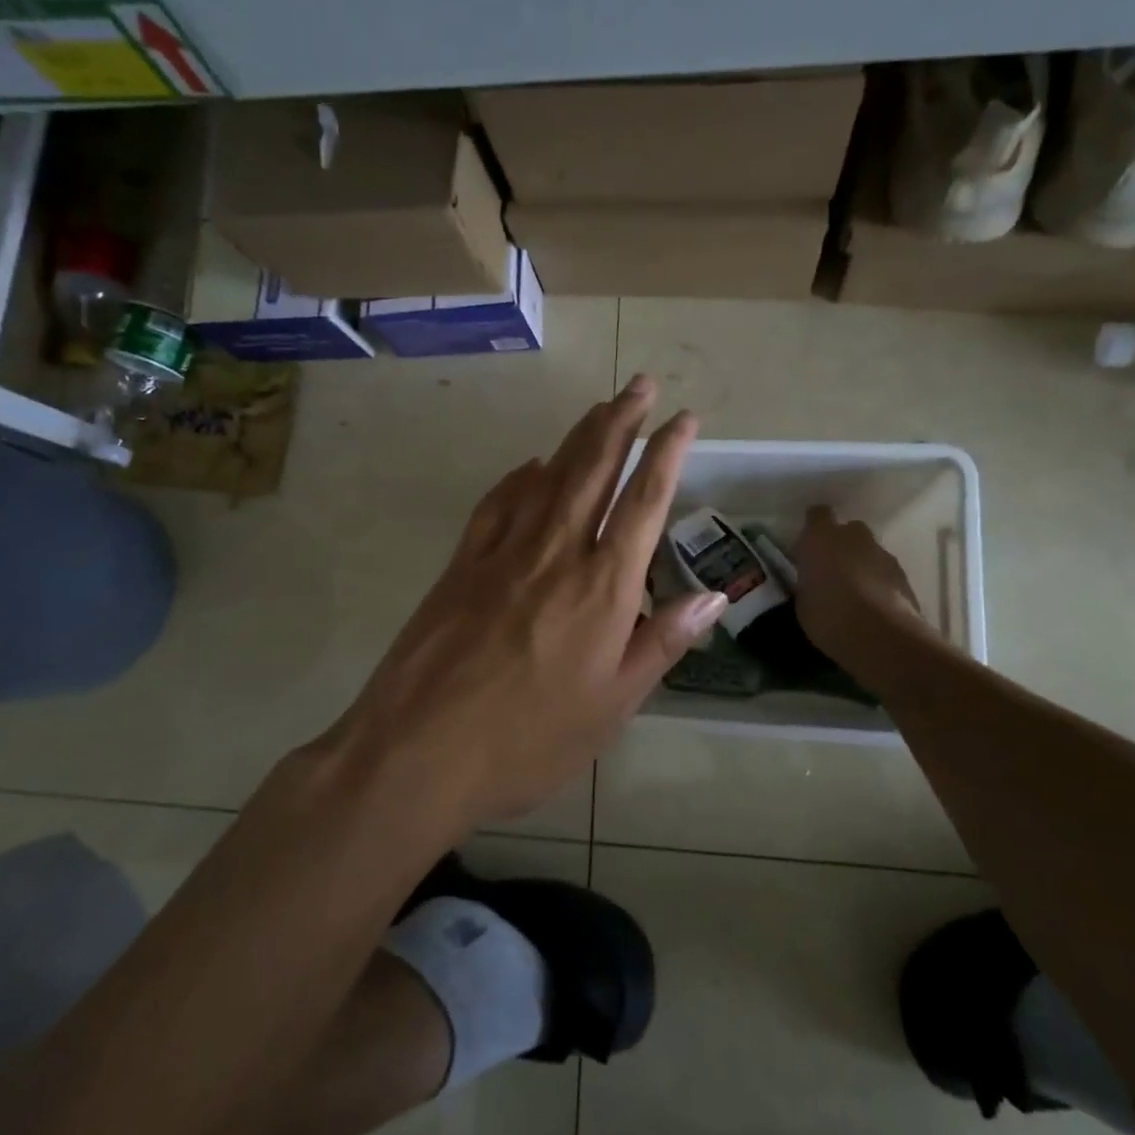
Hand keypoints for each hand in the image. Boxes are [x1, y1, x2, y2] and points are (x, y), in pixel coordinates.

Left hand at [339, 376, 726, 828]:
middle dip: (621, 420)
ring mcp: (503, 551)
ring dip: (578, 435)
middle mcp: (556, 552)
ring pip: (549, 475)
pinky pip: (498, 503)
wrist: (419, 751)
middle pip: (594, 469)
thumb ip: (663, 641)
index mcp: (602, 587)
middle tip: (639, 383)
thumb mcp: (613, 704)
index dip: (667, 453)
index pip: (644, 501)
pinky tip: (530, 464)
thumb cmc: (529, 740)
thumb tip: (715, 594)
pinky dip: (520, 476)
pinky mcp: (462, 562)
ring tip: (601, 407)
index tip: (685, 418)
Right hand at [793, 506, 937, 687]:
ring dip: (861, 564)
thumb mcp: (802, 601)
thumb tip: (813, 582)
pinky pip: (884, 571)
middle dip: (841, 545)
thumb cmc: (827, 616)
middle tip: (831, 570)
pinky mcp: (903, 574)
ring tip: (854, 594)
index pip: (817, 515)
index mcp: (820, 538)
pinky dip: (879, 582)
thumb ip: (808, 582)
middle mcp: (853, 537)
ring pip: (869, 551)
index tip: (808, 547)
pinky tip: (873, 606)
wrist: (880, 635)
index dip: (813, 527)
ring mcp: (882, 553)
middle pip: (848, 530)